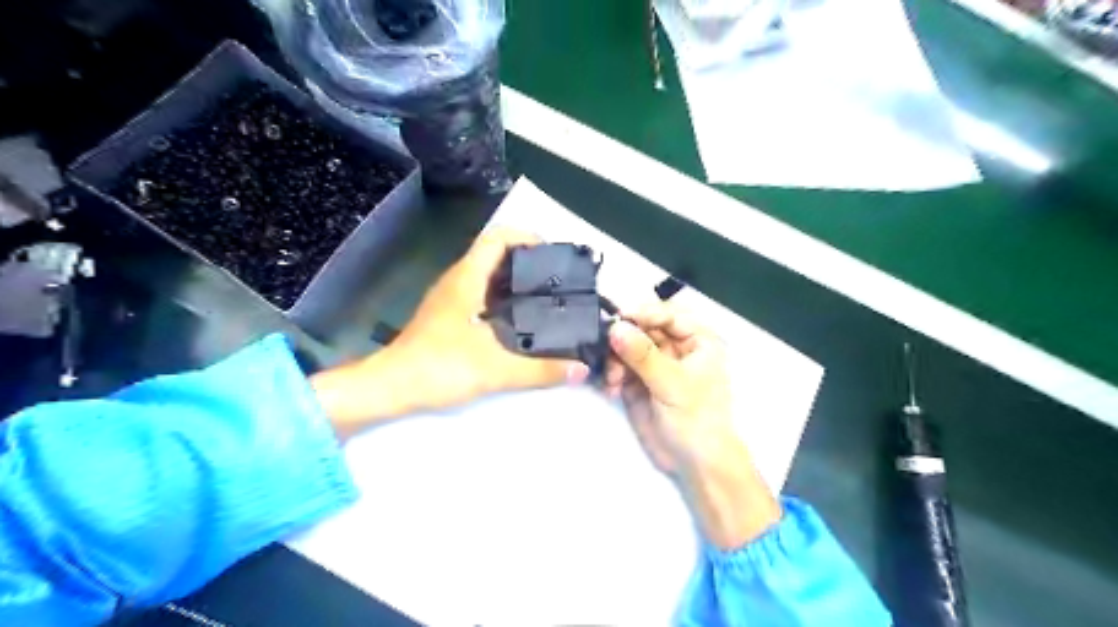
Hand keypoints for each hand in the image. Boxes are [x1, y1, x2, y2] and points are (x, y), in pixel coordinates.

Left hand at [310, 228, 588, 437]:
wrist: (391, 387)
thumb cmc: (439, 367)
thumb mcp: (496, 369)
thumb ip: (541, 370)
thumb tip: (581, 369)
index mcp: (467, 278)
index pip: (498, 237)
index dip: (526, 237)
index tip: (553, 255)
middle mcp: (458, 280)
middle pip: (496, 254)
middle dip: (528, 261)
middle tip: (558, 281)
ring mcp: (451, 297)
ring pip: (488, 275)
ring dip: (516, 281)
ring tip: (546, 299)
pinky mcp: (448, 315)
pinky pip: (481, 294)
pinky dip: (503, 299)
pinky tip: (521, 322)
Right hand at [608, 303, 779, 547]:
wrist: (695, 463)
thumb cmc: (697, 418)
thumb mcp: (672, 384)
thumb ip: (643, 355)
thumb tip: (615, 328)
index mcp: (696, 340)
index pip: (666, 315)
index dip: (642, 314)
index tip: (617, 318)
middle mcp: (674, 347)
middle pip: (642, 328)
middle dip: (623, 339)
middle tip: (606, 350)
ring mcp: (654, 365)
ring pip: (626, 347)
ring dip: (614, 359)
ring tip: (612, 380)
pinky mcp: (638, 382)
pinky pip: (619, 367)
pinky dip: (611, 374)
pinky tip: (610, 388)